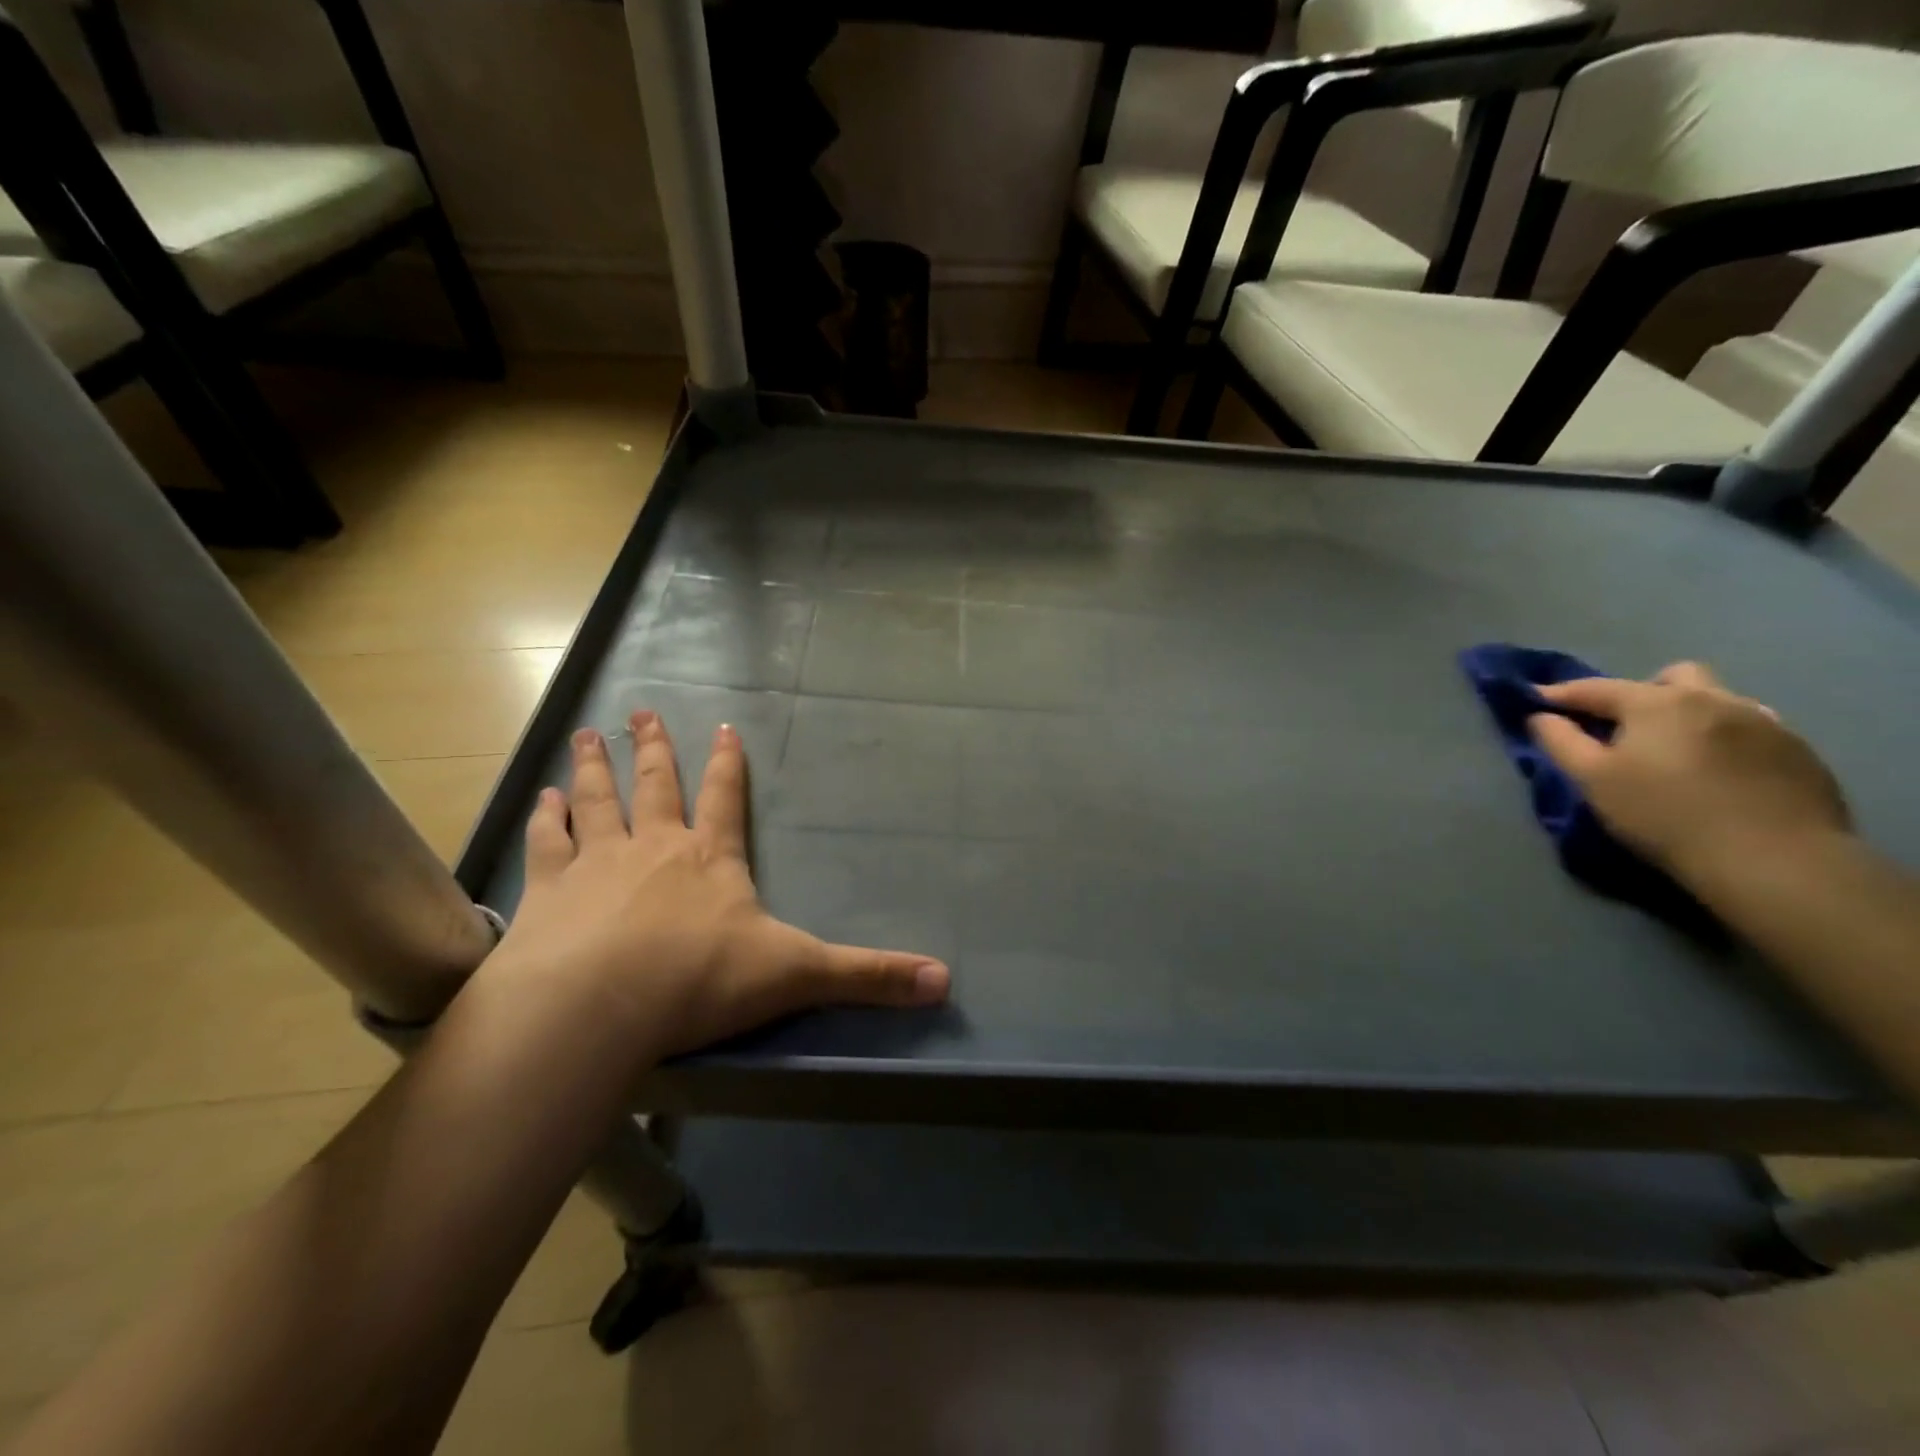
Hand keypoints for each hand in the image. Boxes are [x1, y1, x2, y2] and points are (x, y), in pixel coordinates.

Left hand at [482, 711, 948, 1064]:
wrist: (598, 1005)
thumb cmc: (702, 981)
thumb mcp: (798, 975)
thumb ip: (868, 976)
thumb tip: (945, 980)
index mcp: (711, 859)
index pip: (726, 798)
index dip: (729, 764)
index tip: (723, 727)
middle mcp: (654, 848)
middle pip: (656, 785)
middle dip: (653, 748)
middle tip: (641, 711)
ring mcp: (597, 864)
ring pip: (597, 801)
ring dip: (592, 768)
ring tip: (585, 736)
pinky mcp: (548, 893)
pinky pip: (547, 844)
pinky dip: (545, 820)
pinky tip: (540, 800)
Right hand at [1528, 662, 1850, 880]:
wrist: (1774, 859)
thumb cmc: (1664, 814)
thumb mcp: (1592, 779)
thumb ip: (1560, 741)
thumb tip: (1540, 716)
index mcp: (1658, 702)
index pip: (1596, 688)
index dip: (1561, 694)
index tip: (1537, 701)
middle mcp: (1715, 699)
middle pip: (1673, 677)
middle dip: (1643, 692)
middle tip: (1625, 728)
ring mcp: (1766, 723)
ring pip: (1718, 701)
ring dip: (1690, 715)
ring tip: (1677, 752)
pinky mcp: (1800, 752)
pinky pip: (1752, 731)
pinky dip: (1725, 741)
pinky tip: (1720, 773)